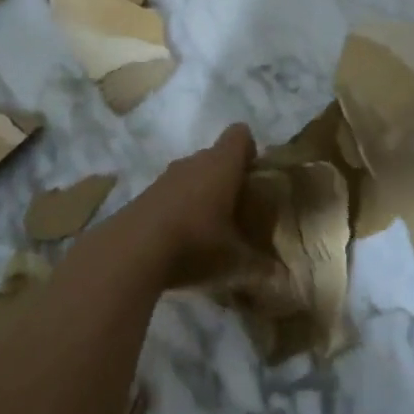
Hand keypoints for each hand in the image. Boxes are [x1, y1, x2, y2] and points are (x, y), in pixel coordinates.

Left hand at [119, 123, 261, 288]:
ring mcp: (165, 177)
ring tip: (210, 227)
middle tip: (238, 209)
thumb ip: (261, 267)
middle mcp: (193, 162)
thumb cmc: (195, 244)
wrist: (130, 253)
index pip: (240, 134)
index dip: (250, 150)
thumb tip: (283, 278)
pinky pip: (171, 193)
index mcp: (222, 165)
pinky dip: (178, 208)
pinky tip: (180, 239)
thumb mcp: (235, 262)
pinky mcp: (144, 196)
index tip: (254, 177)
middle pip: (215, 156)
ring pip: (191, 175)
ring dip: (201, 193)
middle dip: (227, 178)